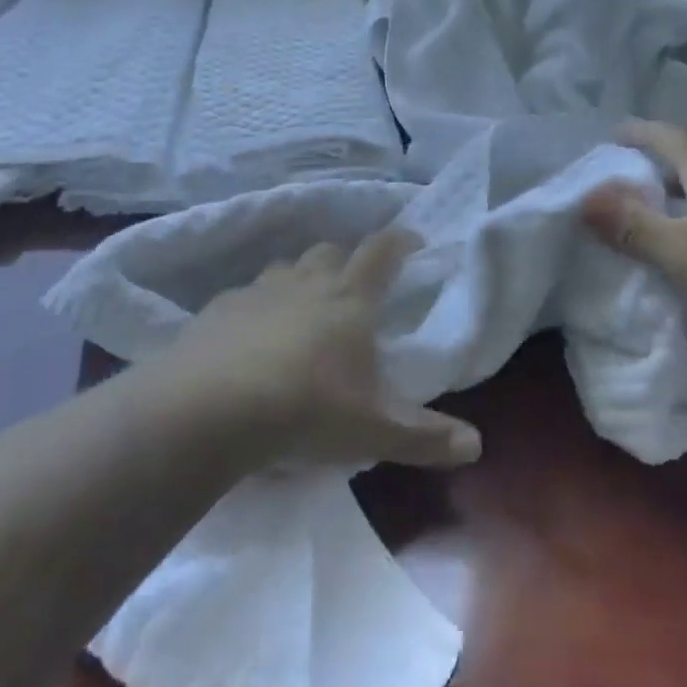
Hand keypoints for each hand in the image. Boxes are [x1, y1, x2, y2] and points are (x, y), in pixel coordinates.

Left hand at [164, 231, 481, 470]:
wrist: (210, 409)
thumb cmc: (306, 409)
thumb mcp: (372, 431)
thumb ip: (424, 437)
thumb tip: (476, 445)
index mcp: (350, 299)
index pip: (381, 252)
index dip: (400, 241)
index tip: (413, 241)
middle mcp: (306, 283)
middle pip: (330, 252)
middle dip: (345, 261)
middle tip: (353, 288)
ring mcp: (258, 292)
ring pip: (285, 268)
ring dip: (299, 280)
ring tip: (302, 310)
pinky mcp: (218, 309)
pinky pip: (244, 296)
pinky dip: (256, 307)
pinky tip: (250, 338)